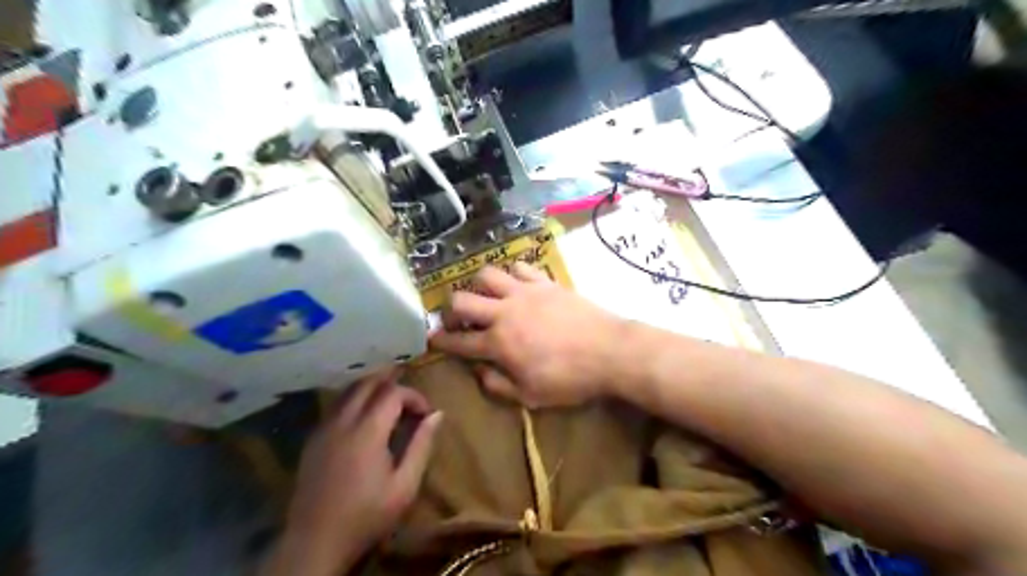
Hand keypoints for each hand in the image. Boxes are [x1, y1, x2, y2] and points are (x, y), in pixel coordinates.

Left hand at [265, 372, 440, 572]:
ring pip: (349, 390)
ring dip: (373, 389)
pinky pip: (336, 405)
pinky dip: (355, 400)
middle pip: (368, 382)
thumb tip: (437, 414)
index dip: (414, 396)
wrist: (315, 542)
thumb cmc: (366, 515)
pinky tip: (365, 419)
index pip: (393, 392)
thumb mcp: (404, 486)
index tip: (426, 413)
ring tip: (391, 404)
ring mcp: (324, 428)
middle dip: (393, 383)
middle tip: (410, 401)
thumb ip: (421, 445)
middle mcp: (343, 421)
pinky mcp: (313, 438)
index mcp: (367, 430)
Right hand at [427, 264, 620, 407]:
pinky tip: (515, 284)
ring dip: (478, 285)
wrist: (610, 351)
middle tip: (456, 318)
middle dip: (450, 309)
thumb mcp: (531, 396)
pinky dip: (512, 274)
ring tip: (485, 296)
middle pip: (462, 299)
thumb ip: (499, 385)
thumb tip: (479, 372)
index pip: (459, 341)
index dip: (441, 341)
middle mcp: (504, 312)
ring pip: (487, 274)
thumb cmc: (570, 379)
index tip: (431, 339)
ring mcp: (525, 292)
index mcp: (498, 343)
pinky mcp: (545, 282)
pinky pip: (520, 267)